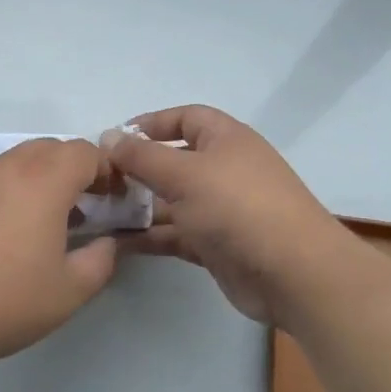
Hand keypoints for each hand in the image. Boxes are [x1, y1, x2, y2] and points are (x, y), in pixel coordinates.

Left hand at [0, 138, 118, 373]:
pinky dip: (6, 193)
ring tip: (41, 225)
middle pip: (49, 149)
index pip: (84, 151)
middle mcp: (5, 167)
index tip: (112, 199)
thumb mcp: (68, 292)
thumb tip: (107, 242)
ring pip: (15, 162)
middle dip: (73, 171)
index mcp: (42, 180)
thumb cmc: (2, 302)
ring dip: (38, 181)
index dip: (106, 170)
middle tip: (83, 209)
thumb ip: (101, 260)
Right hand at [107, 105, 346, 326]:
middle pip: (174, 160)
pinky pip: (176, 233)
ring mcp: (222, 209)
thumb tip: (109, 135)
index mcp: (225, 139)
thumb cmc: (238, 207)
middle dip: (137, 169)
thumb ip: (142, 156)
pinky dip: (150, 236)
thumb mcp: (184, 174)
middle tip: (99, 181)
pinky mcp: (217, 245)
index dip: (151, 123)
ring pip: (172, 200)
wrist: (293, 273)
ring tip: (98, 215)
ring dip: (139, 206)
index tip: (115, 138)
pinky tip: (117, 243)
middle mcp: (224, 169)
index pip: (185, 118)